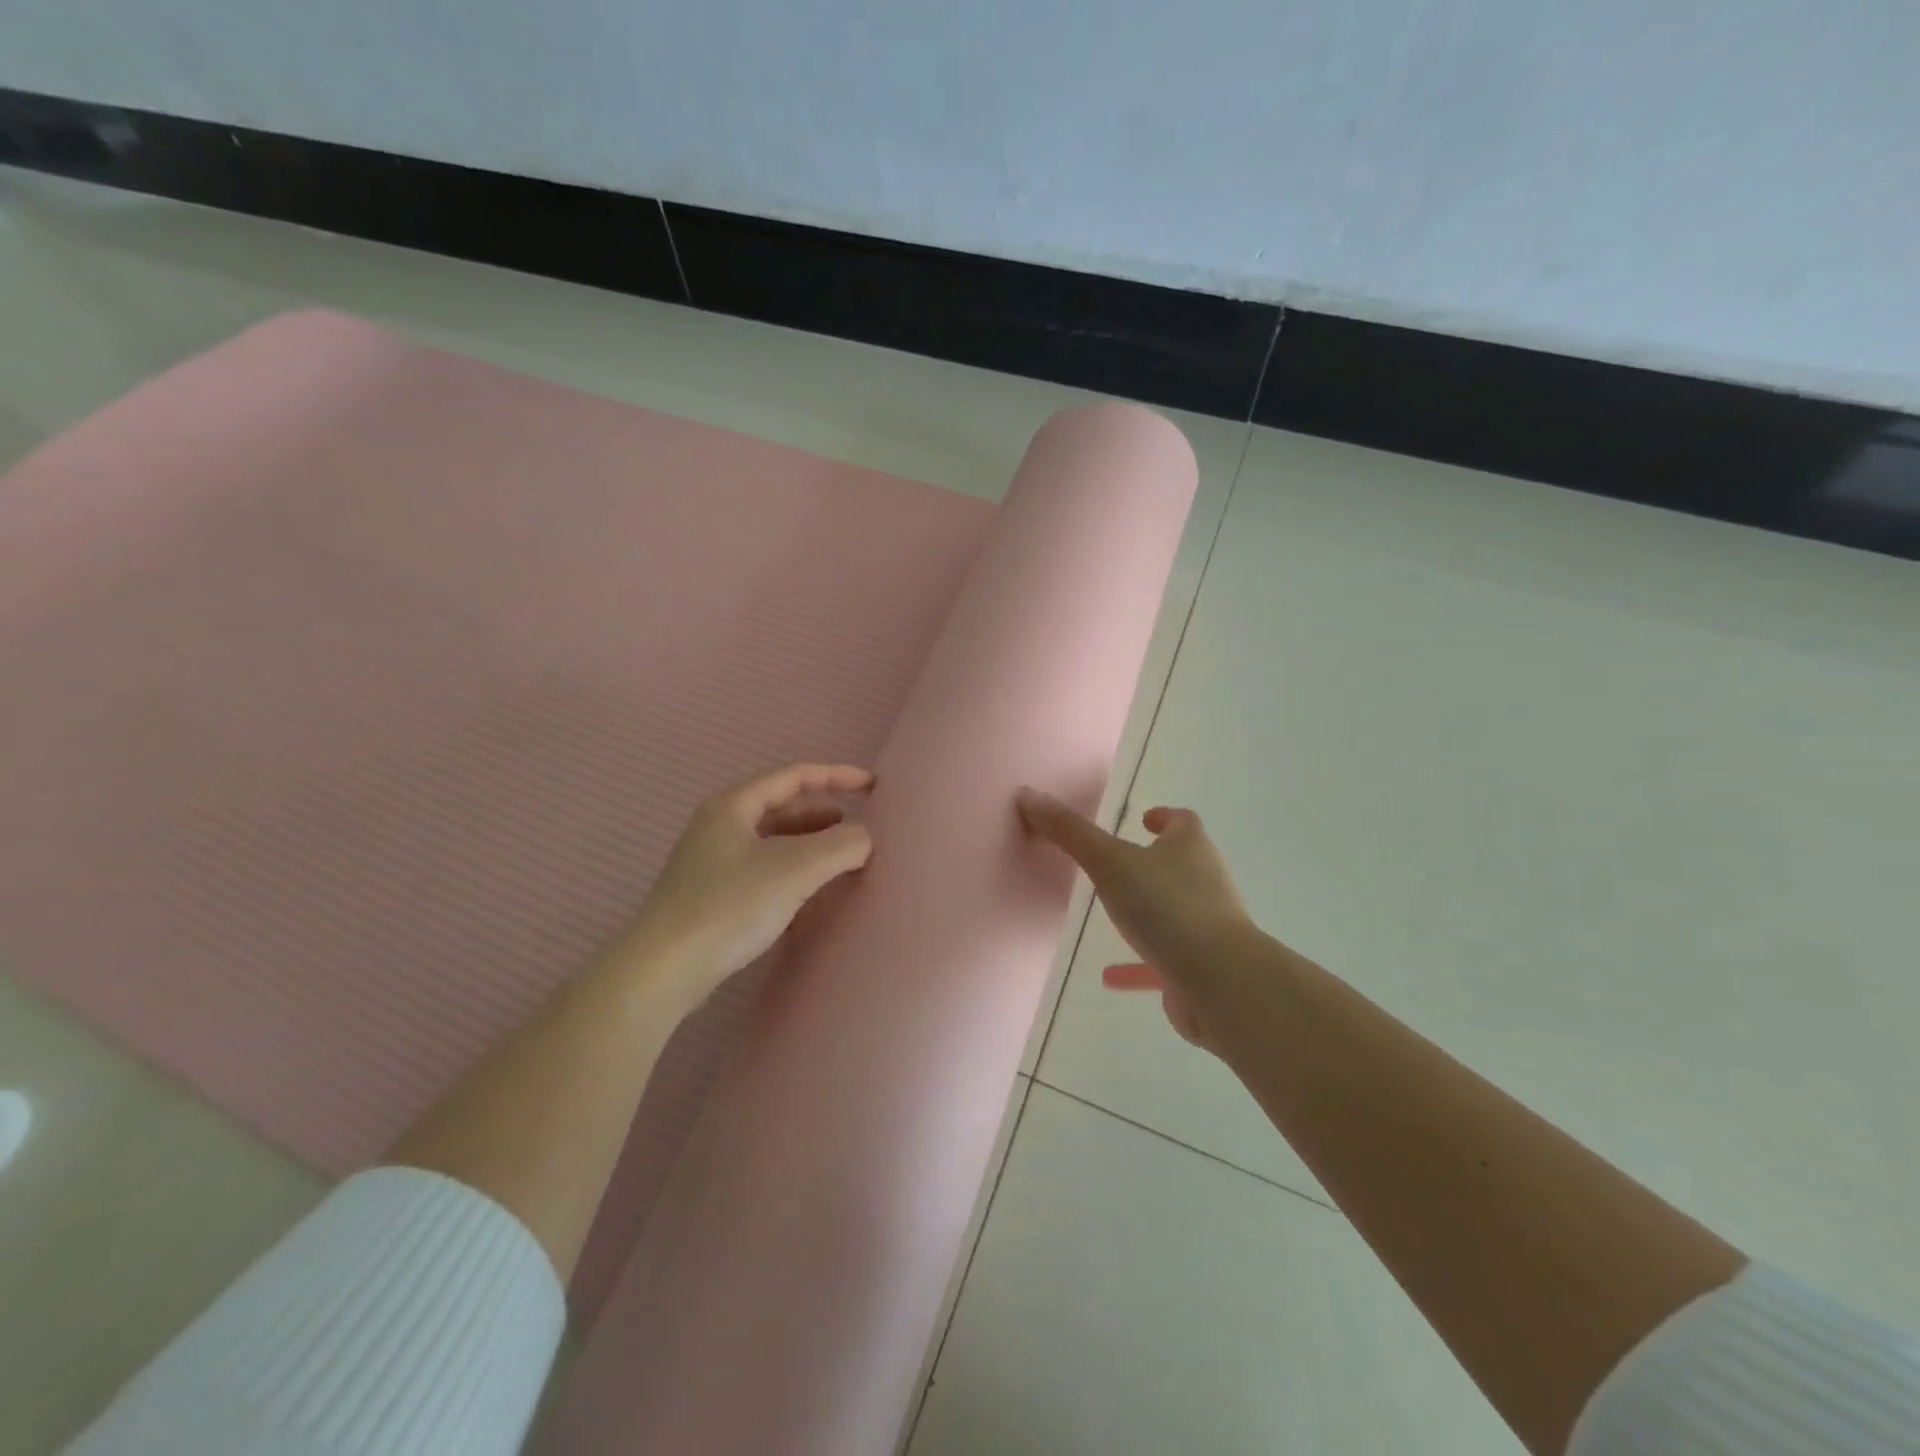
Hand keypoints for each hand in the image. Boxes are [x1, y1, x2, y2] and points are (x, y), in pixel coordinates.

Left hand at [622, 764, 874, 1015]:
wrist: (664, 970)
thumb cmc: (730, 905)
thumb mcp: (796, 869)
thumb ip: (841, 845)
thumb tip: (865, 837)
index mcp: (733, 805)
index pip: (793, 776)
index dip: (836, 776)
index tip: (872, 786)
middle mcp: (720, 825)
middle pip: (782, 806)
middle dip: (825, 812)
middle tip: (861, 826)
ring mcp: (713, 861)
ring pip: (774, 839)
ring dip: (811, 842)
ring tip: (844, 855)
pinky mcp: (713, 894)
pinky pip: (765, 867)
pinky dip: (795, 868)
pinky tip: (812, 889)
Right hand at [1017, 788, 1248, 1048]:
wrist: (1221, 982)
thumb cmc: (1167, 908)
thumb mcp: (1110, 863)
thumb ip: (1070, 832)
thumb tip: (1029, 794)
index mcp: (1191, 848)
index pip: (1184, 822)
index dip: (1165, 817)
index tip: (1144, 819)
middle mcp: (1206, 881)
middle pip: (1183, 863)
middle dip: (1155, 862)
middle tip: (1119, 864)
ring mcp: (1210, 926)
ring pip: (1176, 911)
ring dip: (1149, 912)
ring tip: (1114, 916)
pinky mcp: (1204, 967)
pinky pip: (1167, 960)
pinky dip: (1141, 964)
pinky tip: (1111, 977)